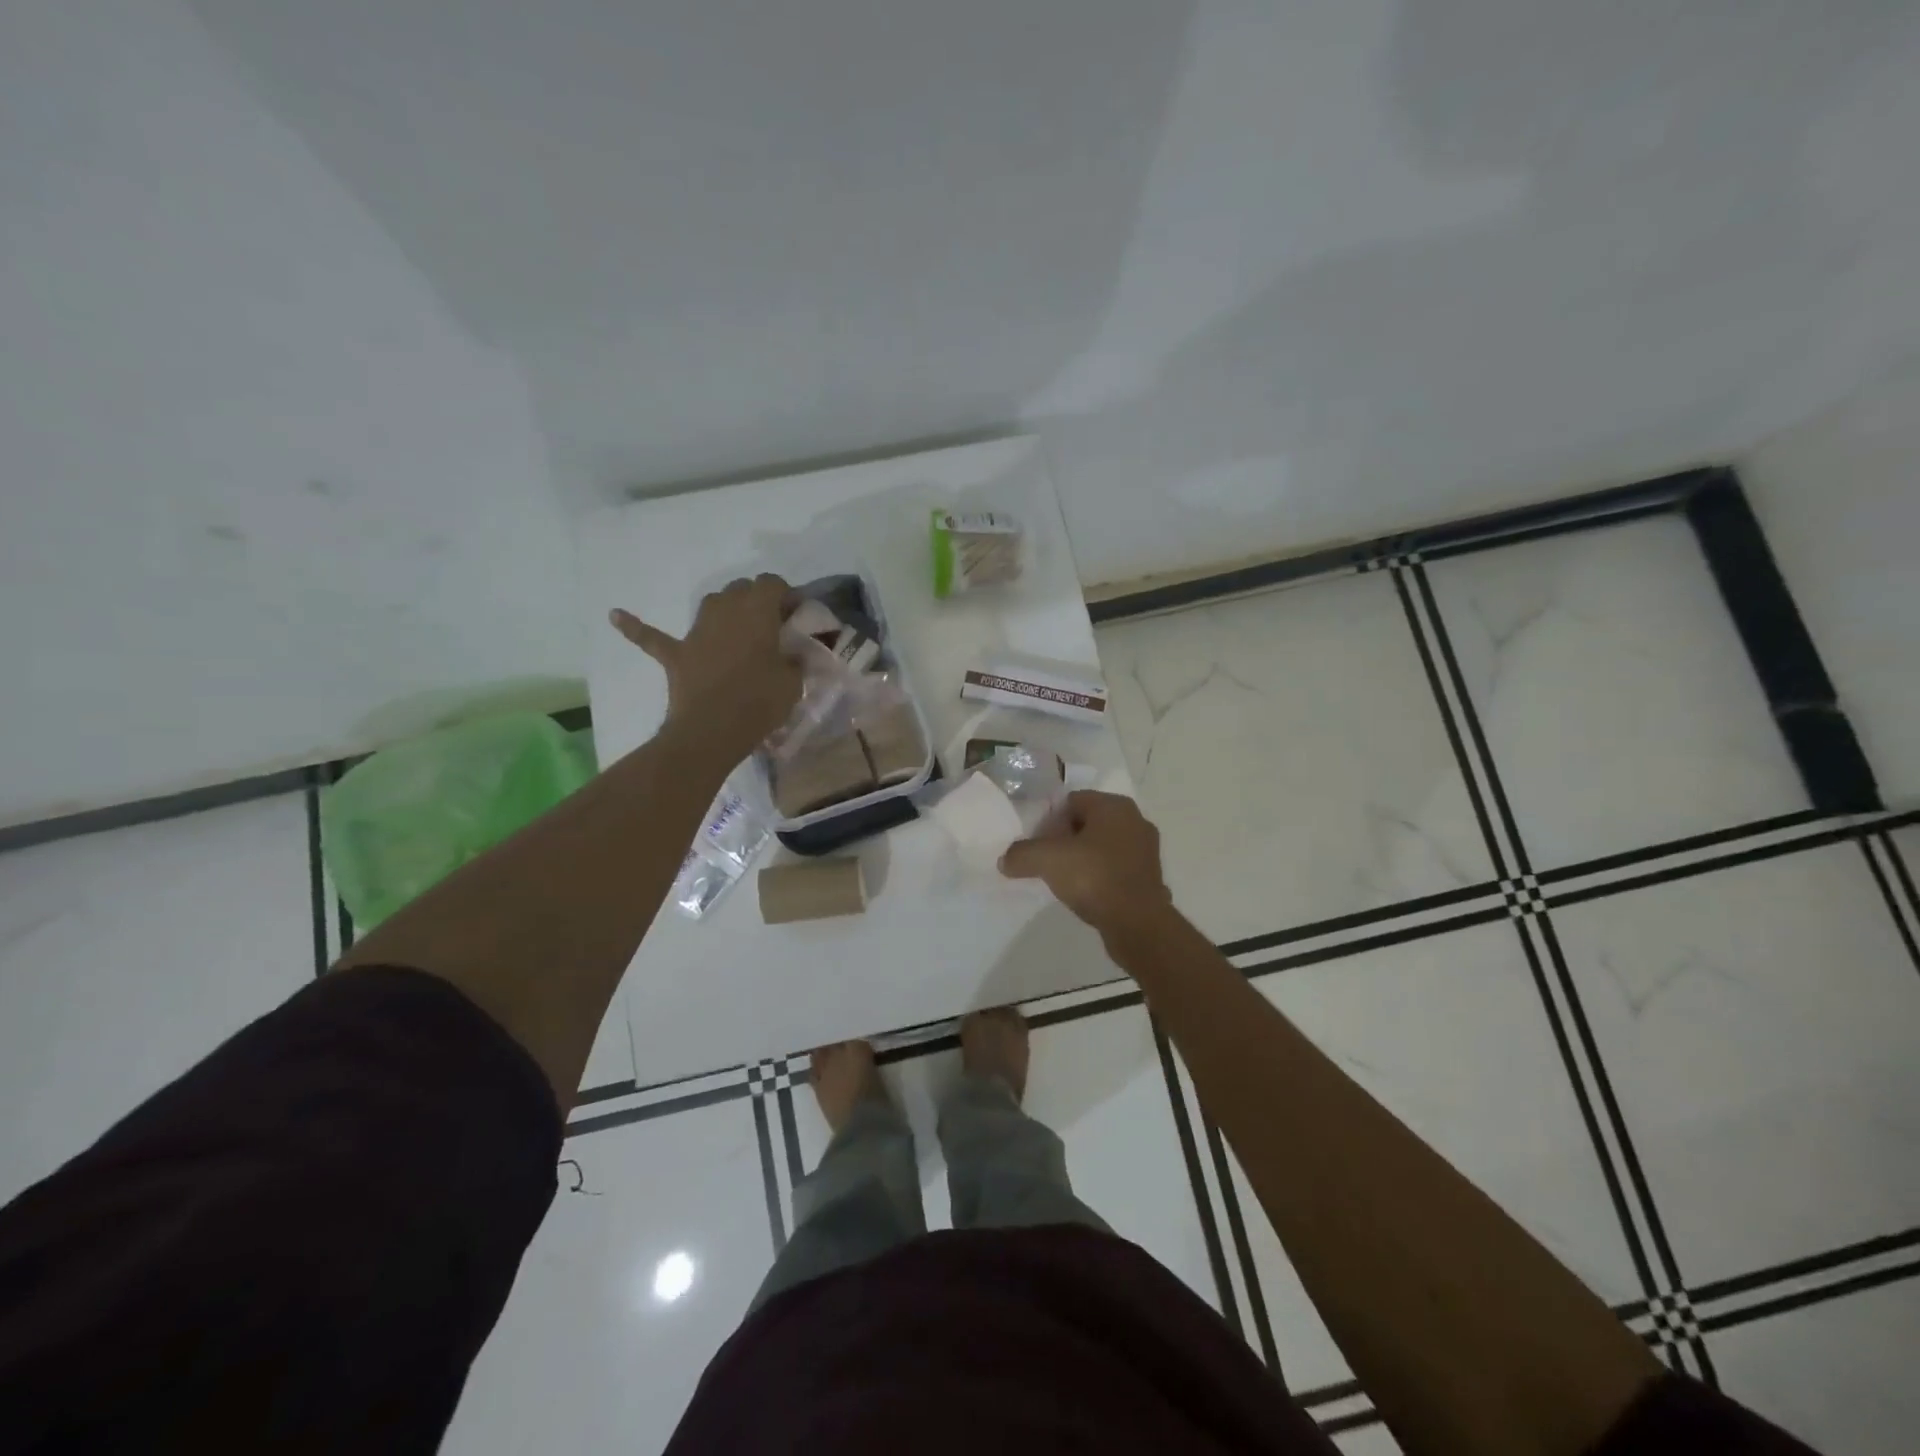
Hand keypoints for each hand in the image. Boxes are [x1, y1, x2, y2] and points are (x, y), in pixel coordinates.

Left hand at [611, 574, 801, 758]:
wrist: (712, 730)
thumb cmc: (759, 701)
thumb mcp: (793, 682)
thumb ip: (794, 660)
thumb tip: (792, 654)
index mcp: (757, 611)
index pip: (773, 584)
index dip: (786, 595)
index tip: (796, 615)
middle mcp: (725, 610)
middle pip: (742, 588)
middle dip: (758, 600)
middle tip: (772, 626)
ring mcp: (696, 630)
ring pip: (710, 603)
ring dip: (725, 609)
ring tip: (736, 627)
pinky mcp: (675, 654)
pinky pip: (650, 636)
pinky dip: (635, 626)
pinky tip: (615, 615)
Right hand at [999, 791, 1173, 938]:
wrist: (1138, 924)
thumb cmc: (1094, 878)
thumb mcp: (1047, 861)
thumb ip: (1021, 854)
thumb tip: (1005, 860)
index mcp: (1114, 806)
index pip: (1071, 801)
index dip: (1049, 821)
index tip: (1038, 845)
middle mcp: (1135, 820)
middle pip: (1087, 823)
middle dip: (1065, 840)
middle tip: (1048, 862)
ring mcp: (1146, 850)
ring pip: (1102, 846)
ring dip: (1083, 859)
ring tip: (1065, 881)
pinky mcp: (1150, 877)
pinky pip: (1115, 868)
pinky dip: (1100, 877)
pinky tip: (1087, 894)